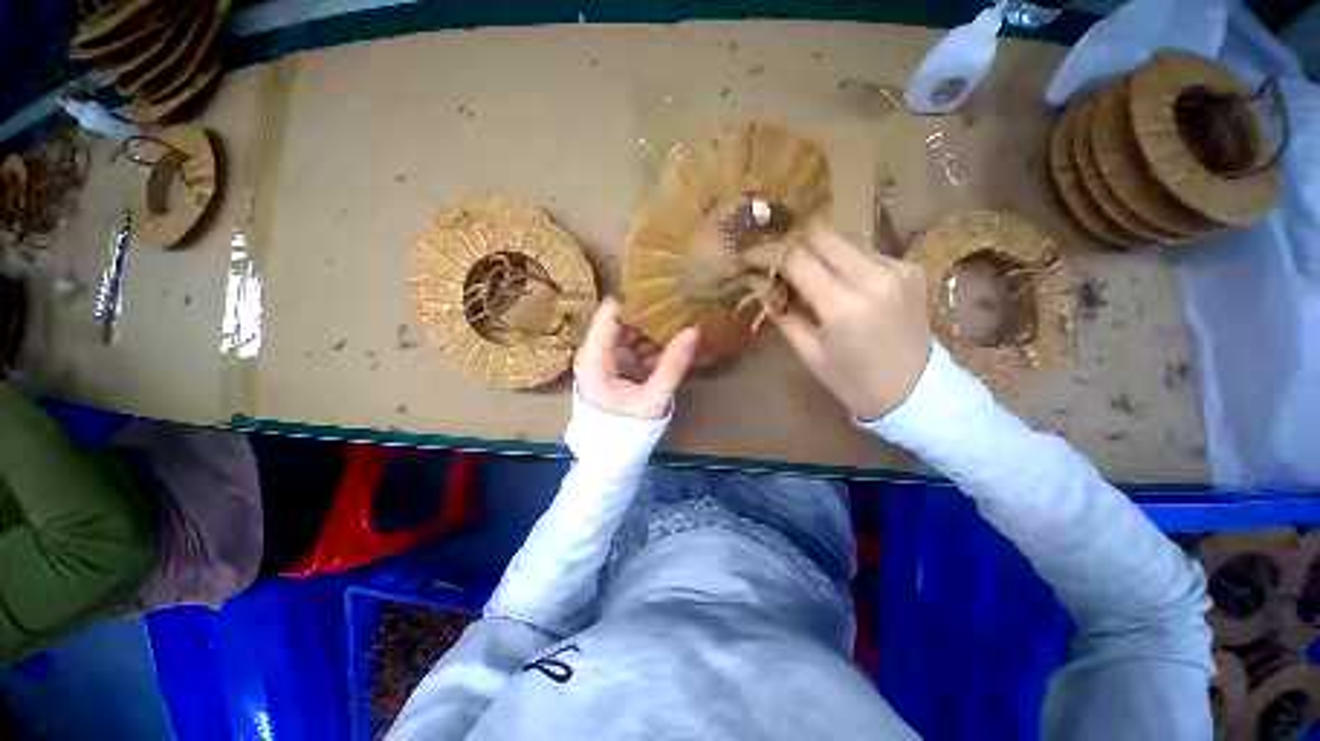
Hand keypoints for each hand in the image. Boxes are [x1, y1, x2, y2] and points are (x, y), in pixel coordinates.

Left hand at [574, 297, 698, 419]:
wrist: (612, 459)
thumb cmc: (627, 430)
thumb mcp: (653, 397)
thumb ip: (673, 364)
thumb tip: (694, 330)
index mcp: (595, 357)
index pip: (611, 313)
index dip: (636, 299)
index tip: (664, 290)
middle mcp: (598, 354)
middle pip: (623, 322)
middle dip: (651, 314)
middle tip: (680, 302)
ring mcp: (609, 362)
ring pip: (633, 336)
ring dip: (655, 331)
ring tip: (682, 317)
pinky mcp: (619, 371)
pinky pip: (637, 351)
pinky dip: (654, 347)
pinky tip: (675, 341)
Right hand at [745, 229, 931, 420]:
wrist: (916, 392)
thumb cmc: (852, 381)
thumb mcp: (808, 351)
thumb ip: (780, 312)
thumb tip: (754, 282)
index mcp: (843, 306)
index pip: (796, 259)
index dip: (766, 253)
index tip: (747, 258)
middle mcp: (874, 278)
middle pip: (821, 236)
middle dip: (790, 245)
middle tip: (772, 262)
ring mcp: (897, 268)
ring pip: (843, 239)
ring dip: (815, 250)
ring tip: (799, 271)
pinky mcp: (910, 268)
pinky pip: (864, 251)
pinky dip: (840, 259)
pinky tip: (833, 279)